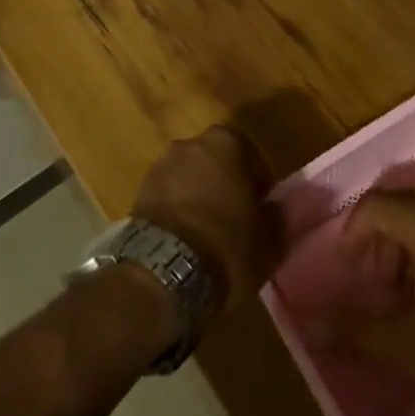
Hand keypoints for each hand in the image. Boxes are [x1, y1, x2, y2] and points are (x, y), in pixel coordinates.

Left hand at [130, 125, 279, 314]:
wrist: (164, 271)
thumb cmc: (226, 247)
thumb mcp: (268, 242)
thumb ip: (275, 218)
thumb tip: (272, 209)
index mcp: (225, 143)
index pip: (249, 153)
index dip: (258, 181)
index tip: (261, 206)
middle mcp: (190, 144)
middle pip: (214, 160)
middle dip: (224, 183)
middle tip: (235, 216)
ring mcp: (161, 165)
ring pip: (188, 176)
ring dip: (198, 195)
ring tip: (207, 231)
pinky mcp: (139, 191)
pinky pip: (167, 195)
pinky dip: (177, 209)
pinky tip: (185, 239)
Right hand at [307, 189, 414, 415]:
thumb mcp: (413, 348)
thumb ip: (357, 332)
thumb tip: (308, 325)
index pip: (374, 205)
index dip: (353, 234)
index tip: (350, 273)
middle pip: (400, 206)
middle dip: (379, 241)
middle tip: (376, 284)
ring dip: (406, 246)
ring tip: (407, 294)